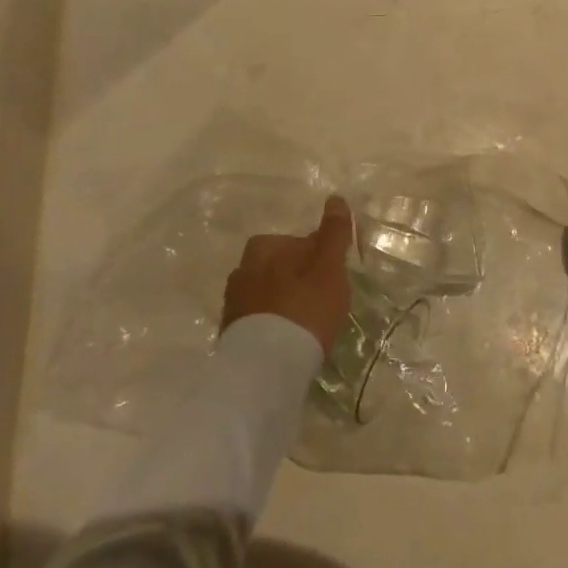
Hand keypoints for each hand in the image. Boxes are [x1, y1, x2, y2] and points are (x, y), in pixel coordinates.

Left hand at [222, 197, 353, 357]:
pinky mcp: (231, 335)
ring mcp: (233, 304)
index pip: (297, 242)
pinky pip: (259, 319)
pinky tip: (289, 339)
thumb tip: (336, 198)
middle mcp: (242, 270)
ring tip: (306, 322)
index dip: (319, 257)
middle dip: (297, 277)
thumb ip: (333, 233)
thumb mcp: (328, 267)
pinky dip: (274, 323)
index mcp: (263, 248)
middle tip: (321, 298)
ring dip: (284, 301)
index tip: (334, 277)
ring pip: (266, 293)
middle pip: (278, 266)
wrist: (264, 368)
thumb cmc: (303, 309)